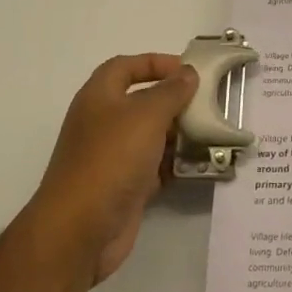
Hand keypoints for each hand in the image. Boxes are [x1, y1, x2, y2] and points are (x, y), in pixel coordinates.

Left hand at [24, 54, 198, 285]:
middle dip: (174, 101)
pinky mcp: (124, 186)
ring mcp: (113, 156)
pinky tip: (199, 164)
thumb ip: (171, 91)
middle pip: (142, 101)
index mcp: (99, 97)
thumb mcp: (146, 115)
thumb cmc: (111, 159)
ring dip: (179, 134)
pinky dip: (174, 164)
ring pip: (151, 136)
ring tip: (211, 133)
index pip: (125, 66)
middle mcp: (103, 123)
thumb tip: (188, 73)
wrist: (81, 229)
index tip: (188, 71)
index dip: (155, 63)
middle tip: (208, 104)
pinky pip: (154, 167)